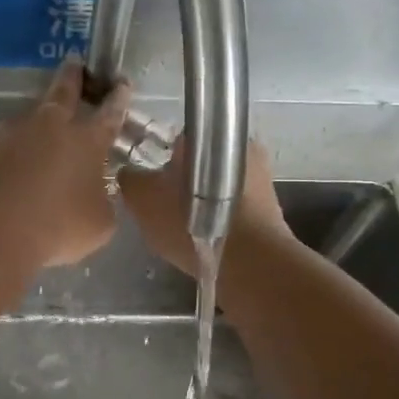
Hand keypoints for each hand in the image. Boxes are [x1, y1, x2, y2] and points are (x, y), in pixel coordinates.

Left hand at [0, 58, 132, 267]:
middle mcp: (50, 128)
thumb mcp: (98, 224)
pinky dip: (5, 157)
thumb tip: (96, 197)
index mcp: (87, 142)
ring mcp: (11, 134)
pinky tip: (4, 175)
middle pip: (63, 93)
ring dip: (35, 124)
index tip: (121, 82)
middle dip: (72, 77)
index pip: (109, 115)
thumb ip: (100, 204)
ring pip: (27, 120)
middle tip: (73, 61)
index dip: (118, 98)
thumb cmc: (58, 225)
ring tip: (36, 134)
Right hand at [119, 138, 288, 277]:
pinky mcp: (271, 205)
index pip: (176, 139)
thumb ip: (131, 180)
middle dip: (184, 180)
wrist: (250, 263)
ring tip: (185, 226)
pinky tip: (207, 236)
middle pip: (200, 161)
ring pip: (219, 183)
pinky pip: (235, 205)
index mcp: (207, 135)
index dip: (160, 160)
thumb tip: (128, 172)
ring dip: (203, 200)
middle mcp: (239, 146)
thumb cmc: (191, 223)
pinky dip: (220, 216)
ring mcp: (260, 176)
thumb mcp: (144, 201)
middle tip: (166, 207)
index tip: (151, 183)